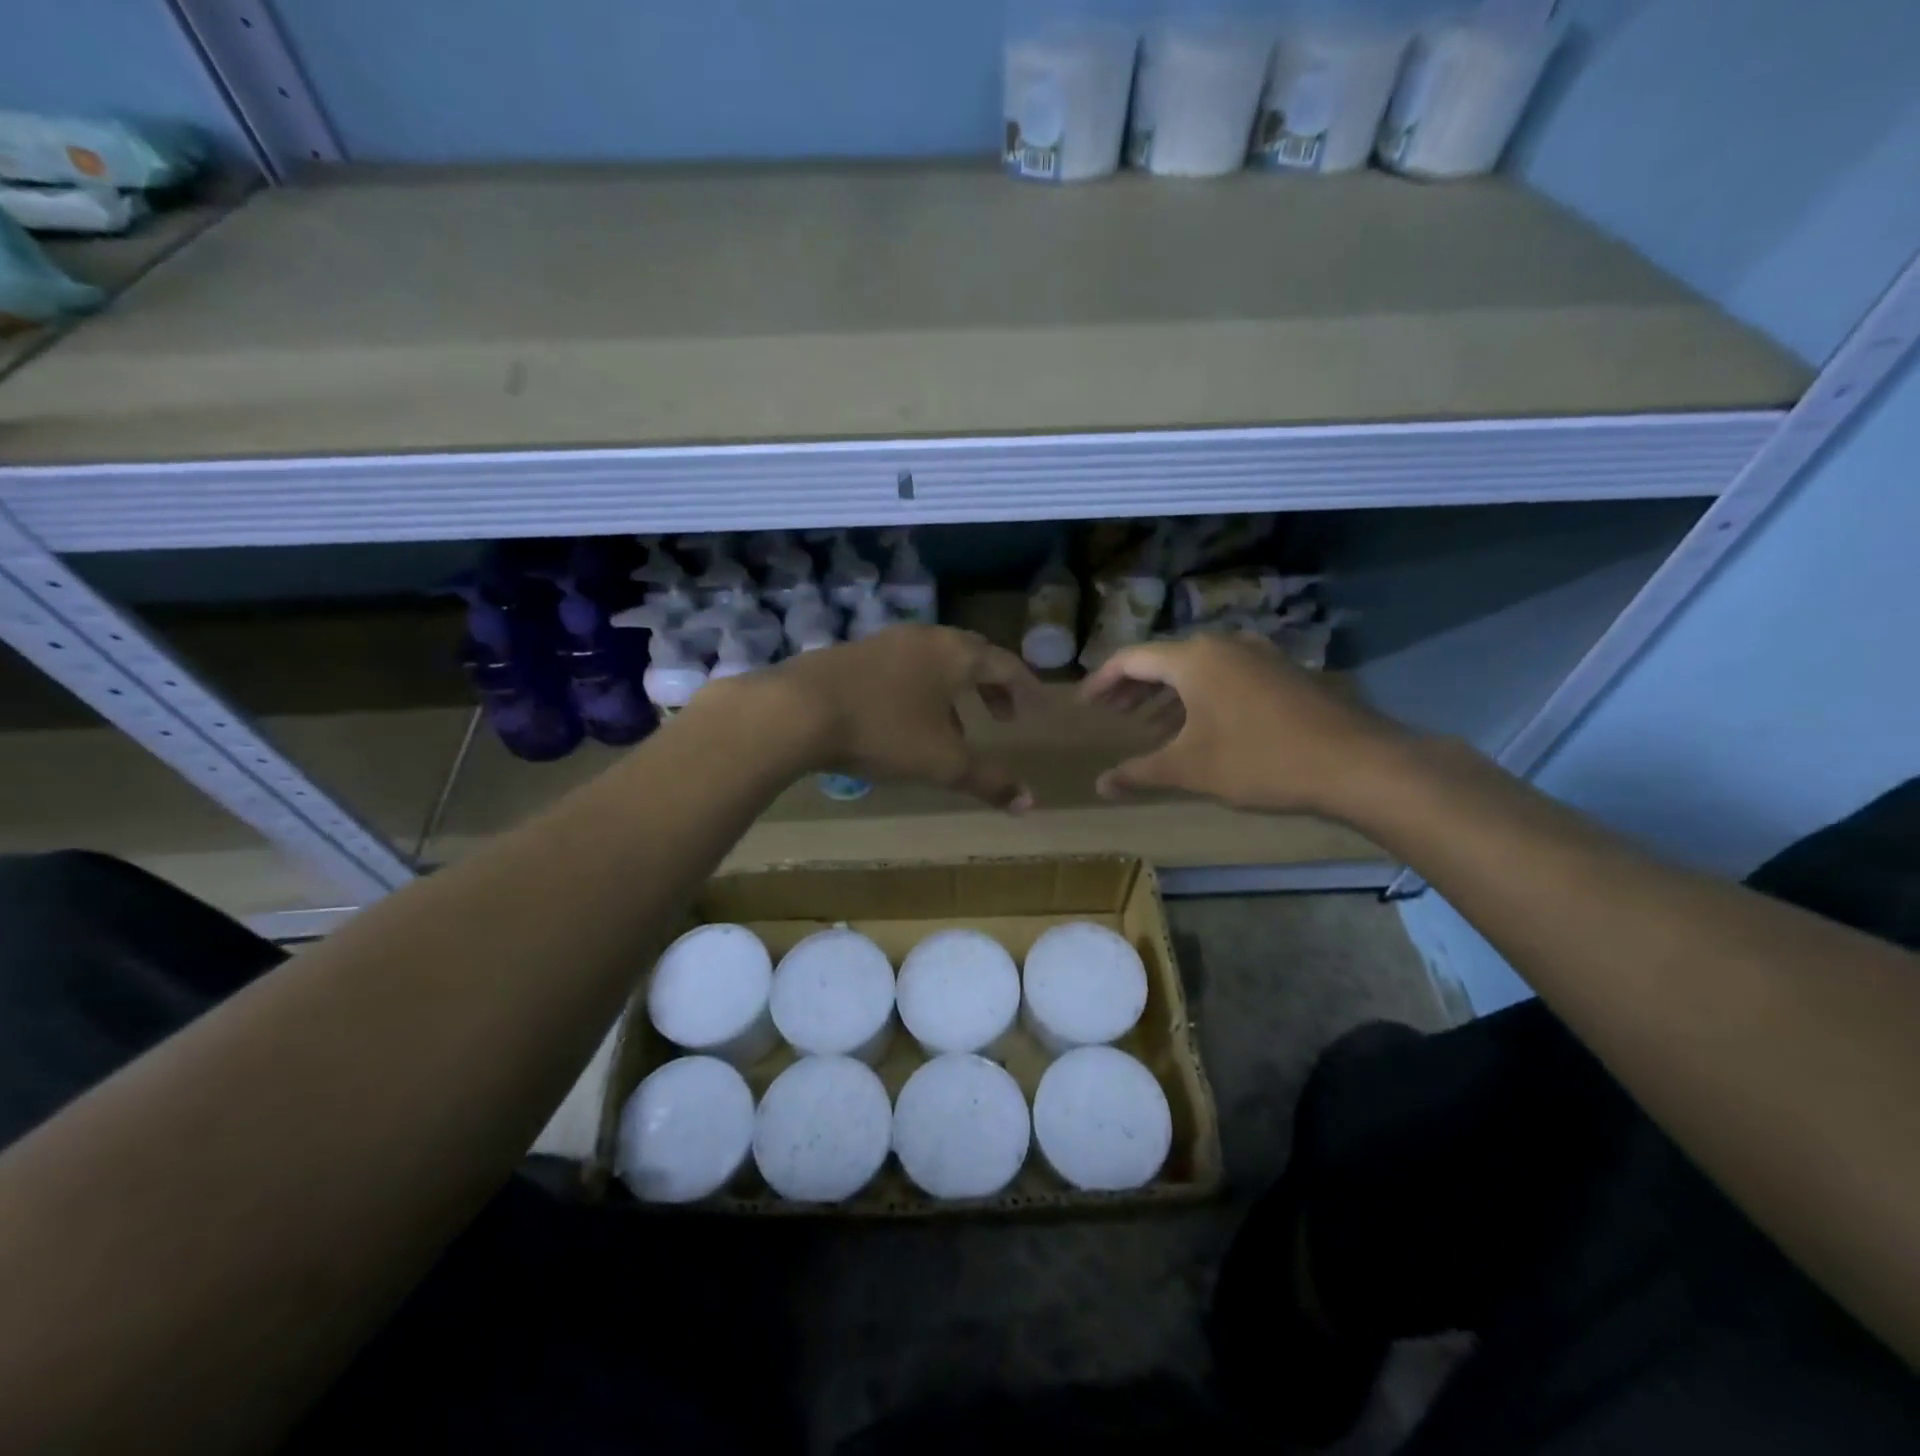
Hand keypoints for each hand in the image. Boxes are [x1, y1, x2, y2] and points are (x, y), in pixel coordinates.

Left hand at [732, 626, 1041, 809]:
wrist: (797, 710)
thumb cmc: (883, 731)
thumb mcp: (942, 762)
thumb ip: (989, 781)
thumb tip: (1031, 804)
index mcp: (955, 654)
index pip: (1004, 664)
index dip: (1024, 688)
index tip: (1034, 709)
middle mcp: (925, 638)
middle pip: (971, 655)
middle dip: (990, 686)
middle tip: (1000, 715)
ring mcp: (886, 641)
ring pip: (934, 661)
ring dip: (953, 690)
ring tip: (956, 728)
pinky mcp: (853, 653)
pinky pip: (903, 667)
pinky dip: (920, 689)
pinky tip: (905, 721)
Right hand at [1079, 634, 1410, 816]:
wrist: (1354, 762)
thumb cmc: (1259, 760)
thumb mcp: (1190, 769)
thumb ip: (1140, 772)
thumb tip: (1100, 785)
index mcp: (1193, 659)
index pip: (1131, 659)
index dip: (1102, 681)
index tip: (1084, 705)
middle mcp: (1223, 644)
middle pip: (1163, 659)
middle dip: (1133, 687)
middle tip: (1110, 713)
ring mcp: (1257, 655)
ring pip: (1196, 668)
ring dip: (1166, 693)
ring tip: (1146, 723)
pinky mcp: (1281, 672)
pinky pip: (1224, 675)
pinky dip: (1198, 695)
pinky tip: (1197, 725)